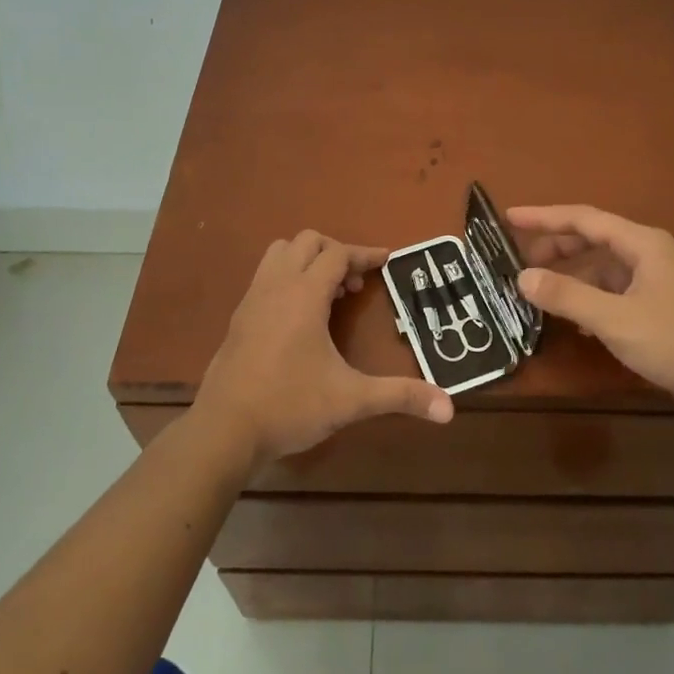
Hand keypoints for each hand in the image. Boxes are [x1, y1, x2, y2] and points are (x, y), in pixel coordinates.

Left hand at [194, 231, 454, 467]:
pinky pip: (266, 276)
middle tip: (356, 286)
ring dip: (307, 260)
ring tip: (328, 295)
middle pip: (307, 242)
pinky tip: (299, 318)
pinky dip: (288, 278)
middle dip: (336, 253)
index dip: (365, 254)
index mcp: (304, 295)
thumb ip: (399, 396)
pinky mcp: (238, 318)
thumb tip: (449, 408)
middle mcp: (276, 287)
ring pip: (280, 253)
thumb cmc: (289, 407)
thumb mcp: (350, 400)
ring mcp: (252, 300)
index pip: (338, 254)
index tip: (388, 260)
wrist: (223, 431)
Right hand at [508, 205, 673, 427]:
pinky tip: (576, 323)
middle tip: (518, 265)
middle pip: (592, 241)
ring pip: (603, 271)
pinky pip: (615, 295)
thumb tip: (522, 277)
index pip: (582, 218)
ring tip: (540, 296)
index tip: (508, 219)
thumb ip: (567, 296)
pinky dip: (591, 302)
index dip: (543, 217)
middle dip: (555, 250)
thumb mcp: (616, 319)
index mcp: (641, 243)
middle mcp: (649, 254)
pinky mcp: (661, 310)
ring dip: (572, 279)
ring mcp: (657, 282)